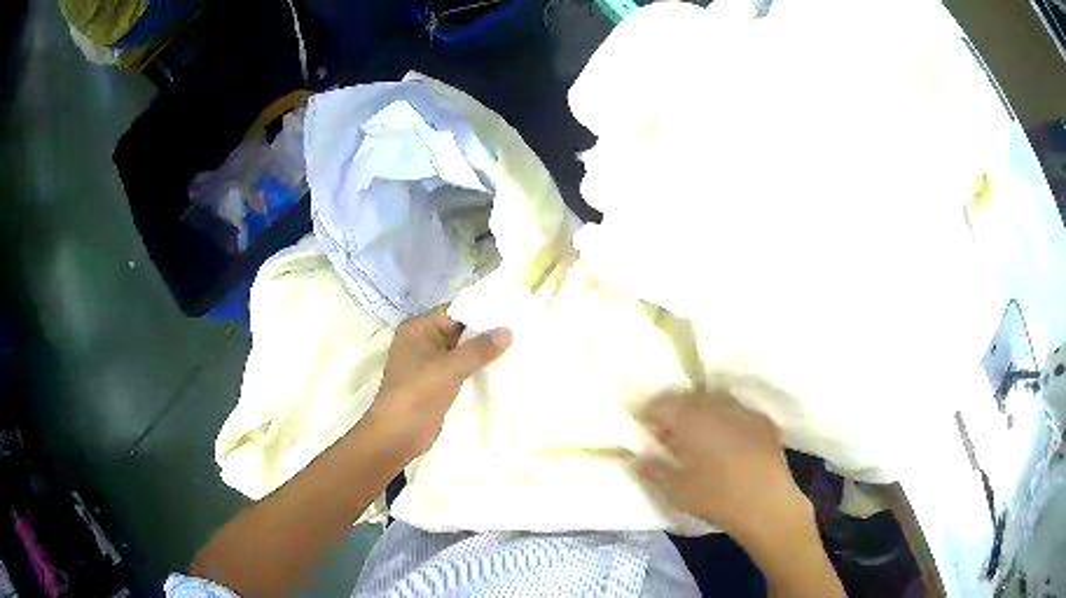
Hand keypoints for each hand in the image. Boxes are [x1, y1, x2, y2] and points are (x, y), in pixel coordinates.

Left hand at [367, 307, 511, 458]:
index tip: (512, 310)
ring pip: (463, 350)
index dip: (482, 310)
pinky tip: (503, 368)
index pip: (455, 310)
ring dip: (484, 352)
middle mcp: (423, 341)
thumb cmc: (417, 394)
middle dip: (486, 331)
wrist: (398, 435)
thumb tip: (508, 331)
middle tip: (522, 328)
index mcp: (418, 328)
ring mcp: (430, 363)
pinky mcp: (438, 383)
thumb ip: (479, 349)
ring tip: (519, 346)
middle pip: (460, 329)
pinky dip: (479, 368)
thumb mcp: (449, 368)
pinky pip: (462, 368)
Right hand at [635, 393, 811, 544]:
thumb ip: (653, 469)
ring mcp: (744, 411)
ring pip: (715, 400)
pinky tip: (725, 437)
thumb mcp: (676, 489)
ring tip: (694, 431)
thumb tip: (636, 457)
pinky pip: (737, 411)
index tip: (640, 422)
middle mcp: (718, 406)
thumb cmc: (715, 498)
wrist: (767, 504)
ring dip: (700, 410)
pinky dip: (724, 418)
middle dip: (674, 408)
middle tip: (665, 428)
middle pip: (689, 398)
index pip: (662, 404)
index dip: (648, 412)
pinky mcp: (763, 421)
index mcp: (692, 420)